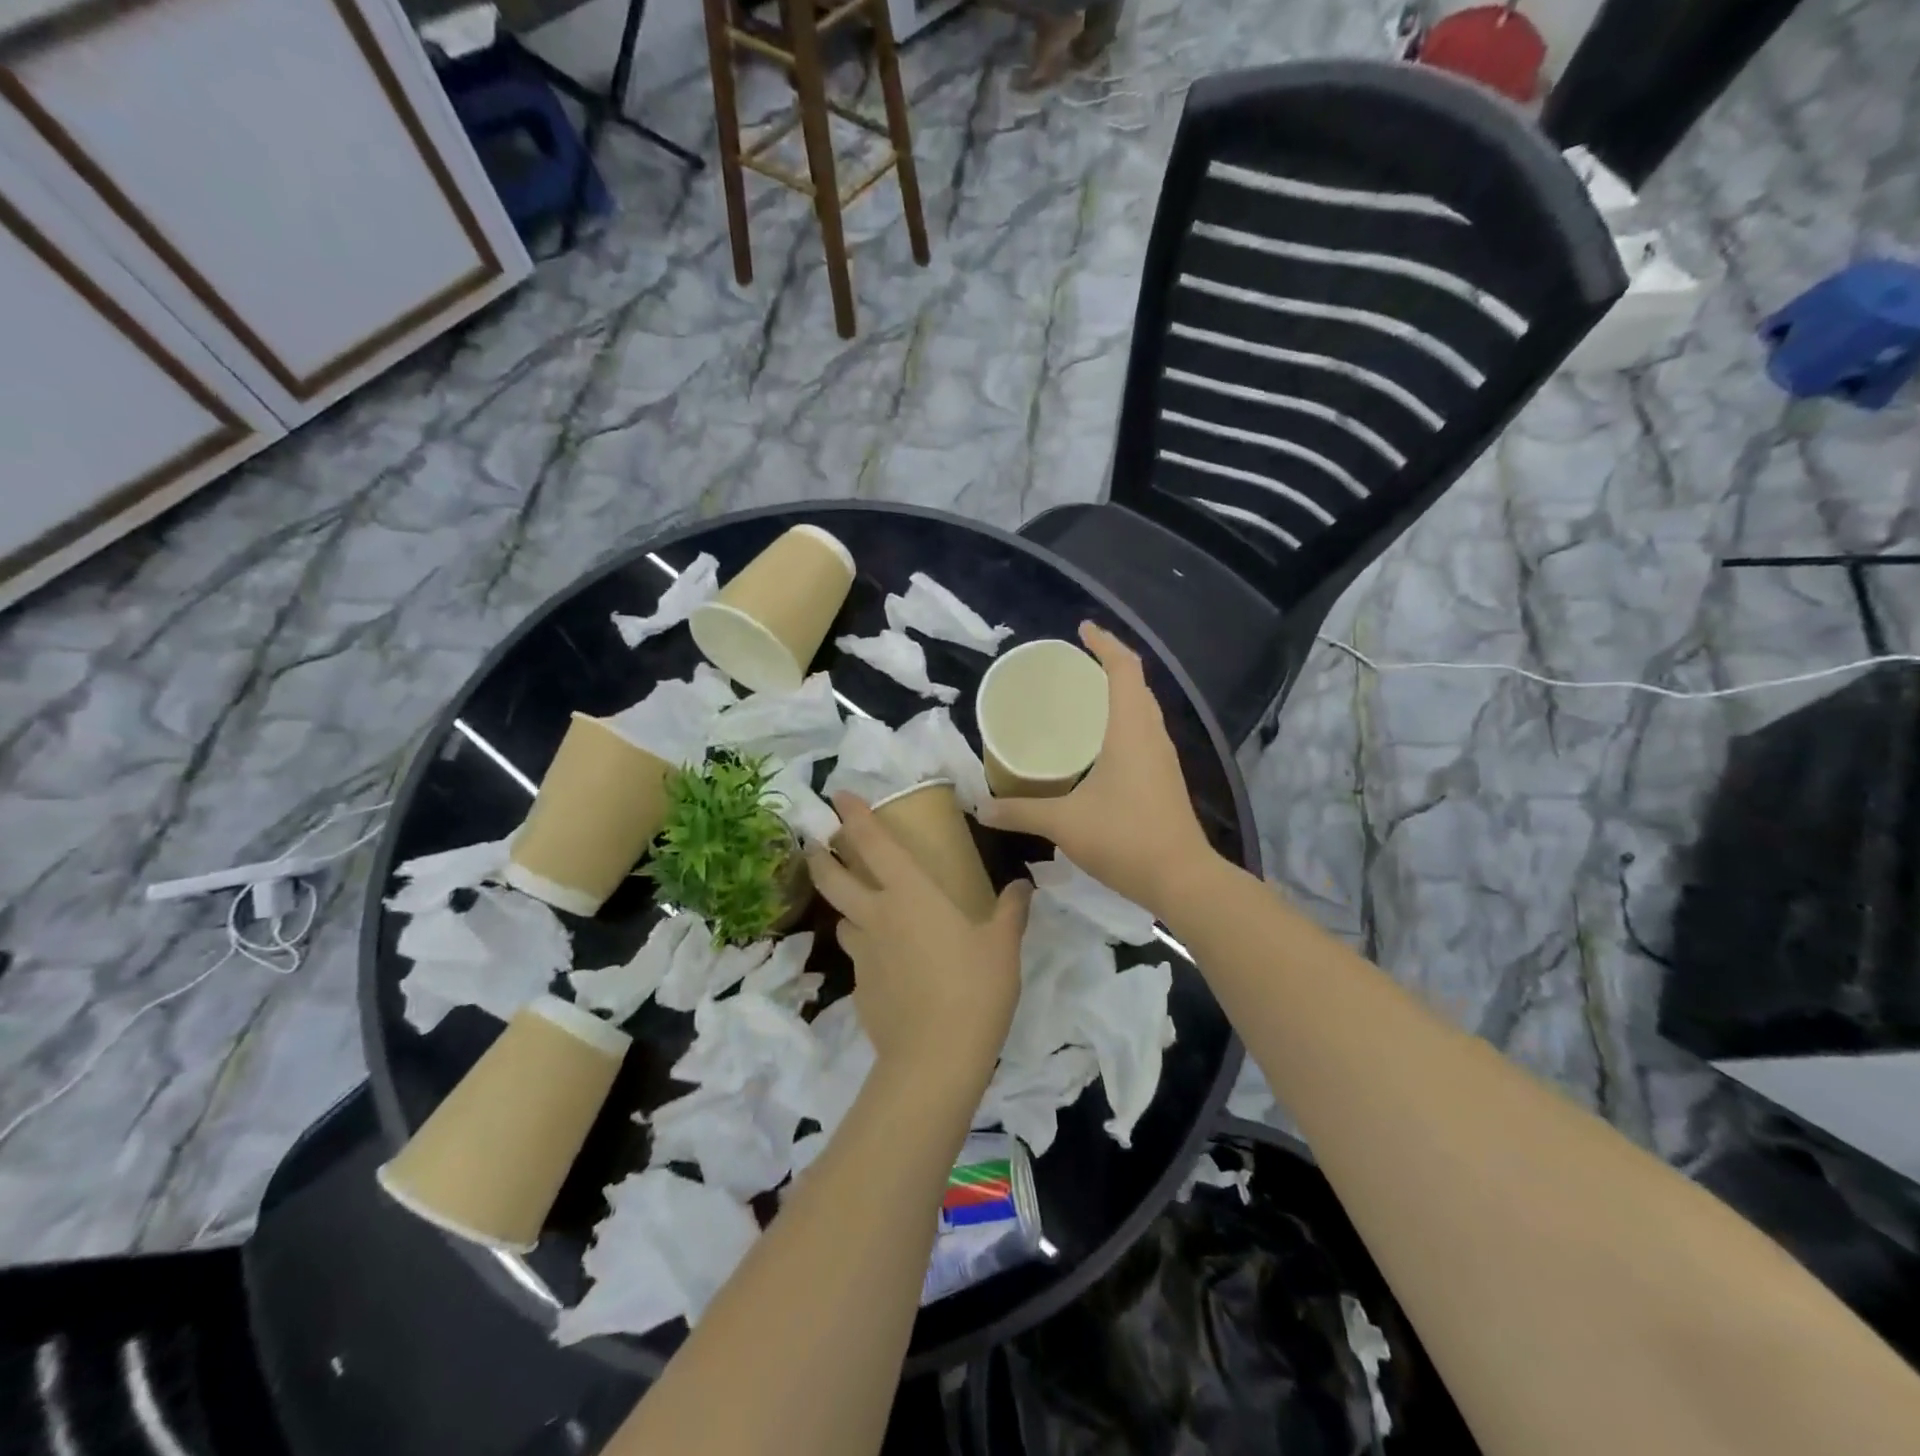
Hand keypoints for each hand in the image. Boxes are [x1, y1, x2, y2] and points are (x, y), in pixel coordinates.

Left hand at [807, 795, 1031, 1084]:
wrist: (935, 1057)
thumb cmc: (974, 988)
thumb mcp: (1003, 945)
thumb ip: (1011, 910)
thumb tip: (1023, 884)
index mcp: (910, 894)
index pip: (872, 842)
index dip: (852, 814)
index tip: (838, 795)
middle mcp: (877, 915)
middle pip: (832, 877)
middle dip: (820, 855)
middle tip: (818, 845)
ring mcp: (863, 954)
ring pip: (842, 919)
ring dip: (845, 907)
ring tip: (862, 908)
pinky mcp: (859, 987)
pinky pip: (858, 956)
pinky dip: (866, 949)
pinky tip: (888, 963)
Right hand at [978, 622, 1215, 917]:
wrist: (1182, 879)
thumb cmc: (1124, 838)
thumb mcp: (1064, 823)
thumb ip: (1020, 811)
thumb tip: (981, 809)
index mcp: (1131, 729)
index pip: (1124, 668)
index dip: (1105, 643)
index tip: (1082, 628)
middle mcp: (1152, 734)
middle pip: (1136, 683)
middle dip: (1109, 664)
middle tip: (1074, 663)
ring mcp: (1163, 757)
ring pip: (1143, 709)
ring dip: (1119, 692)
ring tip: (1084, 696)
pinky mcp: (1164, 778)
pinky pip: (1143, 732)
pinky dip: (1123, 720)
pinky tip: (1099, 743)